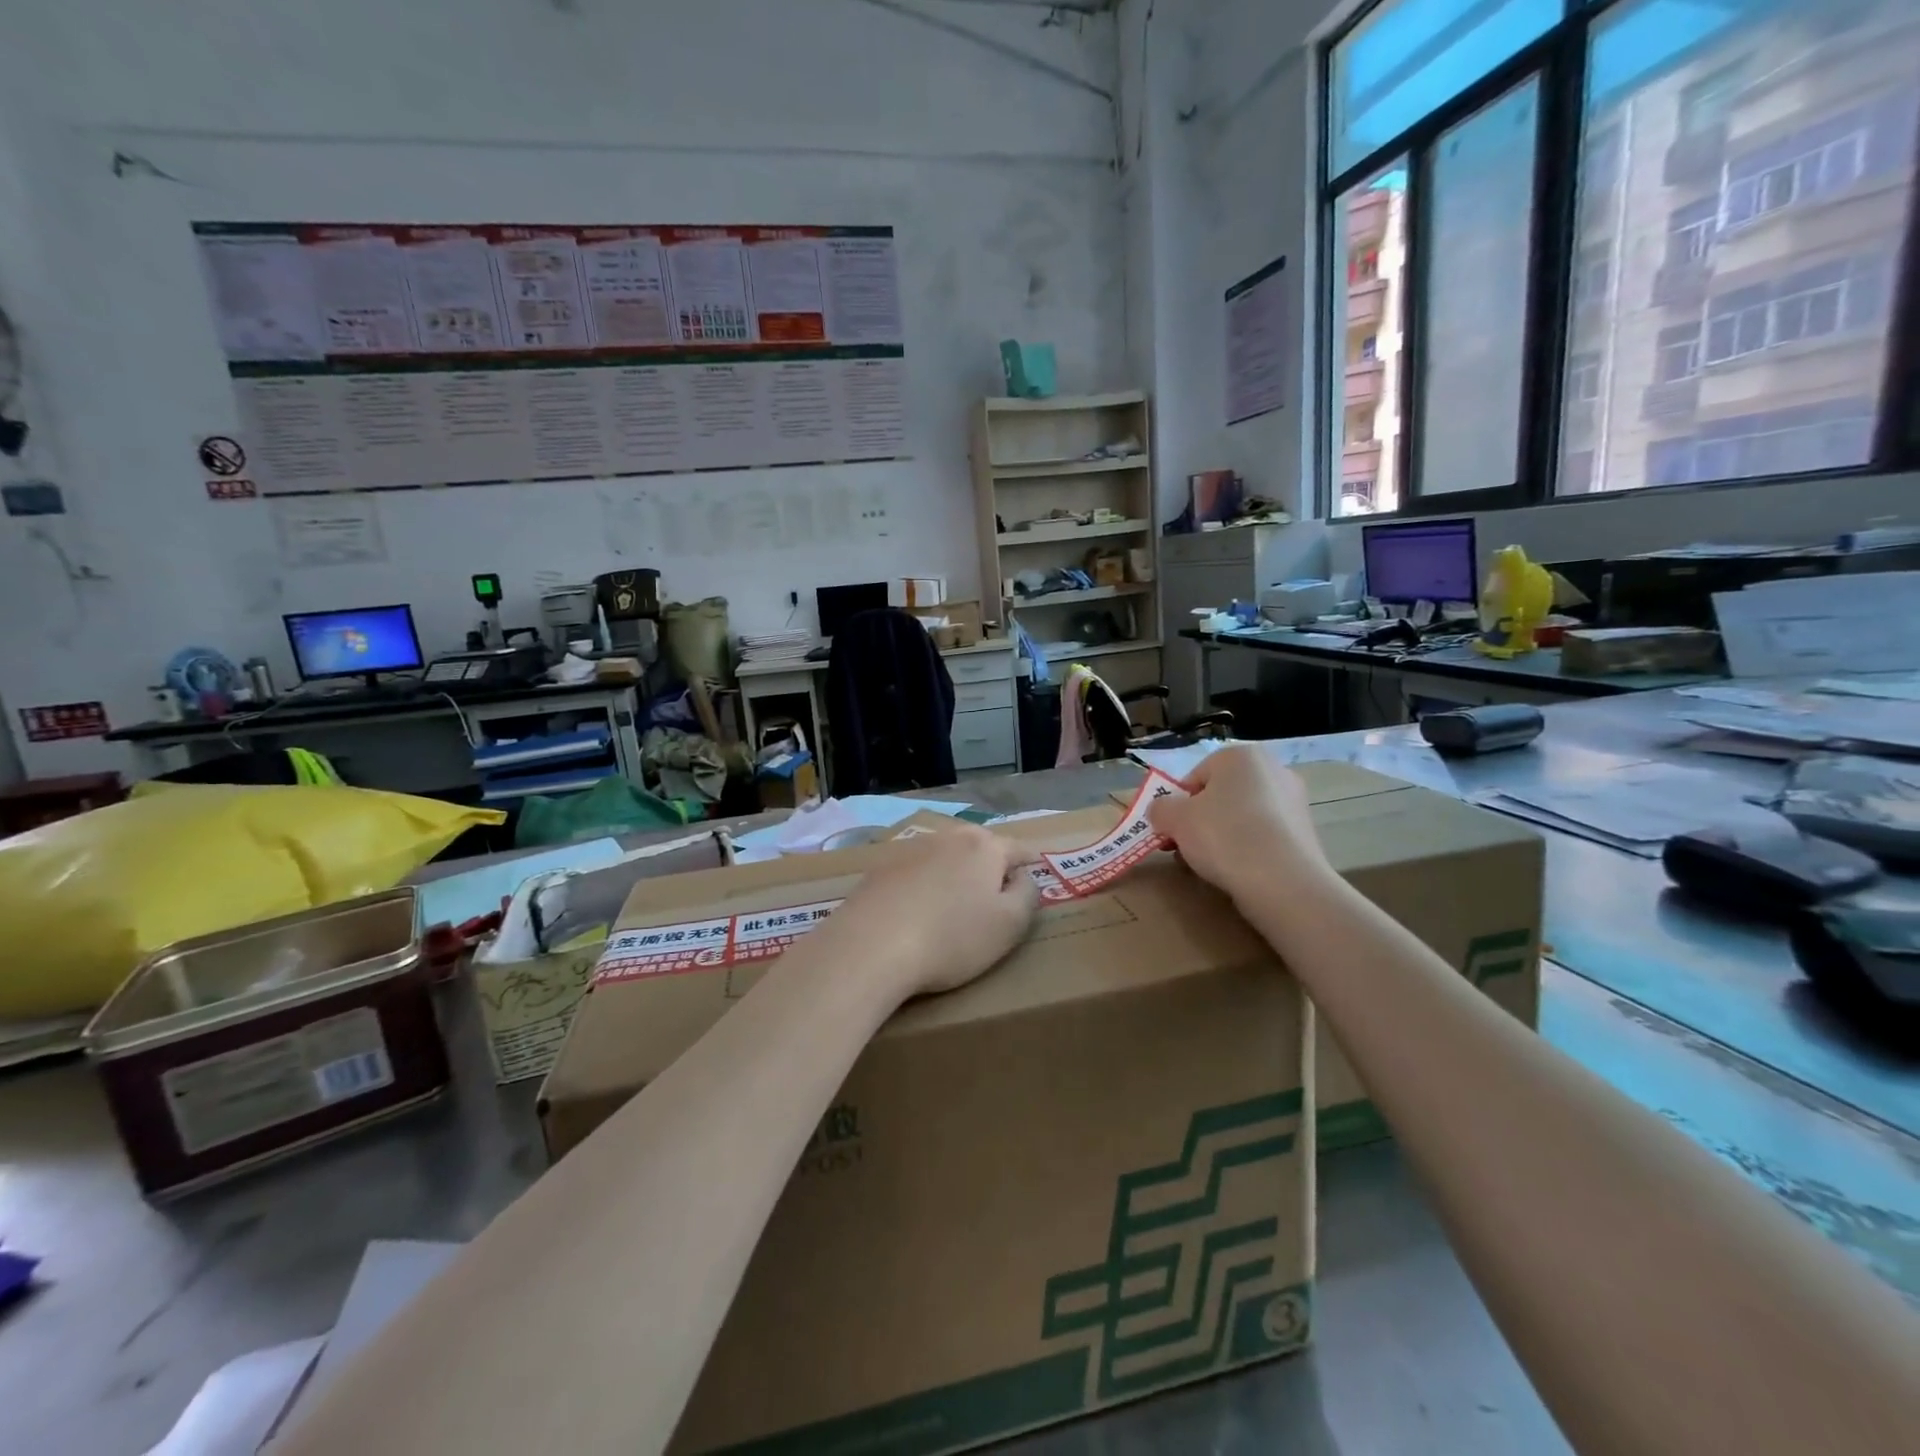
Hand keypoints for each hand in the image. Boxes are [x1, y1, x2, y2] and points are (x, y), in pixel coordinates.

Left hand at [823, 826, 1039, 997]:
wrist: (871, 946)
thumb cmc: (952, 938)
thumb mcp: (1009, 925)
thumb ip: (1027, 895)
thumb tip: (1022, 877)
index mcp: (984, 846)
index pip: (1018, 849)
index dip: (1030, 864)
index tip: (1032, 877)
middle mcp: (948, 837)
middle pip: (979, 847)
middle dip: (990, 866)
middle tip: (994, 894)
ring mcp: (910, 850)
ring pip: (944, 857)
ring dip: (954, 874)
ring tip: (954, 903)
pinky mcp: (880, 869)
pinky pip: (914, 873)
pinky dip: (923, 885)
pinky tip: (917, 911)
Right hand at [1148, 748, 1331, 906]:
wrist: (1283, 882)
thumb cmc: (1224, 836)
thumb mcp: (1174, 819)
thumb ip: (1160, 808)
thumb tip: (1161, 811)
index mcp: (1241, 756)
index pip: (1196, 776)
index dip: (1177, 804)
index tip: (1171, 829)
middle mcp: (1273, 770)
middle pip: (1220, 795)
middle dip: (1200, 820)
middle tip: (1184, 847)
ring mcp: (1294, 802)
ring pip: (1242, 817)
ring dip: (1222, 836)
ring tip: (1209, 865)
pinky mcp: (1306, 833)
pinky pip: (1264, 836)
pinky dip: (1248, 849)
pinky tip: (1238, 871)